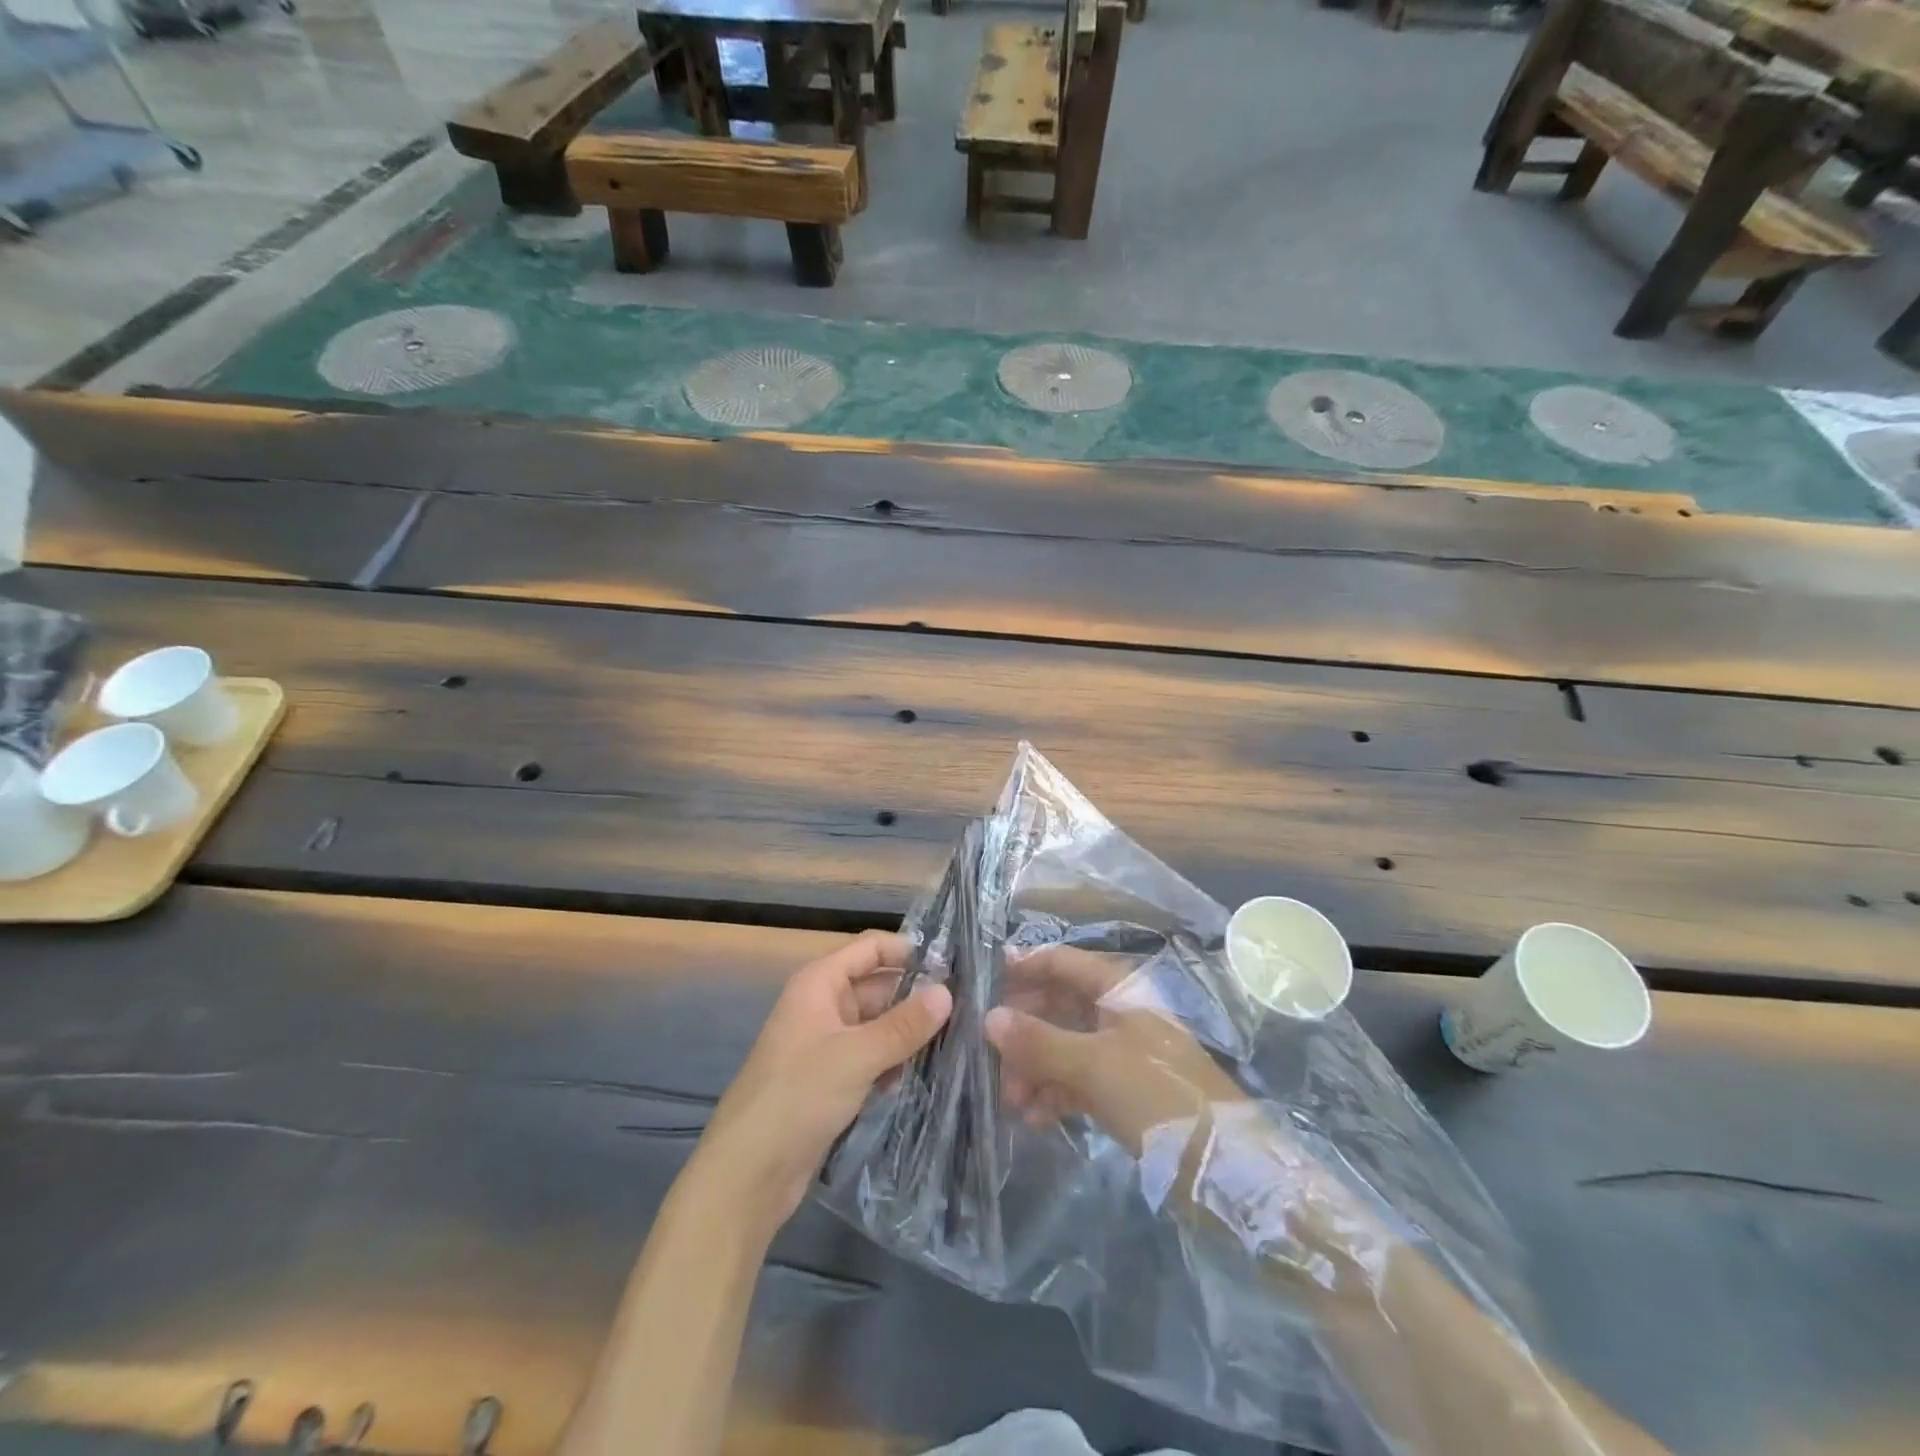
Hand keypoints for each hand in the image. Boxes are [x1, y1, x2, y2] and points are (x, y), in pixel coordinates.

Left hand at [688, 931, 951, 1238]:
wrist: (748, 1173)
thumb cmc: (798, 1096)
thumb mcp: (857, 1055)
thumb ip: (904, 1024)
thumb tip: (947, 992)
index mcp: (819, 983)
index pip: (870, 948)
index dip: (908, 951)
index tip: (953, 966)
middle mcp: (823, 1005)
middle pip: (878, 986)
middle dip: (916, 996)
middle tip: (968, 1008)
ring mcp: (827, 1044)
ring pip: (878, 1025)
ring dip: (909, 1032)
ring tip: (960, 1038)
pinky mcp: (832, 1080)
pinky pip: (872, 1057)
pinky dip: (895, 1061)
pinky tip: (928, 1073)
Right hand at [985, 944, 1246, 1154]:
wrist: (1223, 1167)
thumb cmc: (1159, 1097)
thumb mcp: (1094, 1066)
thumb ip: (1039, 1041)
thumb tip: (989, 1017)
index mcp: (1117, 988)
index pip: (1060, 961)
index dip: (1021, 968)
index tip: (980, 988)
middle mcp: (1116, 1010)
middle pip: (1056, 1004)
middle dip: (1023, 1031)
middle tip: (989, 1058)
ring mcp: (1120, 1050)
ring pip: (1062, 1044)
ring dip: (1034, 1068)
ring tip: (1012, 1102)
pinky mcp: (1123, 1088)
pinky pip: (1076, 1078)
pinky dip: (1054, 1092)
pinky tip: (1035, 1119)